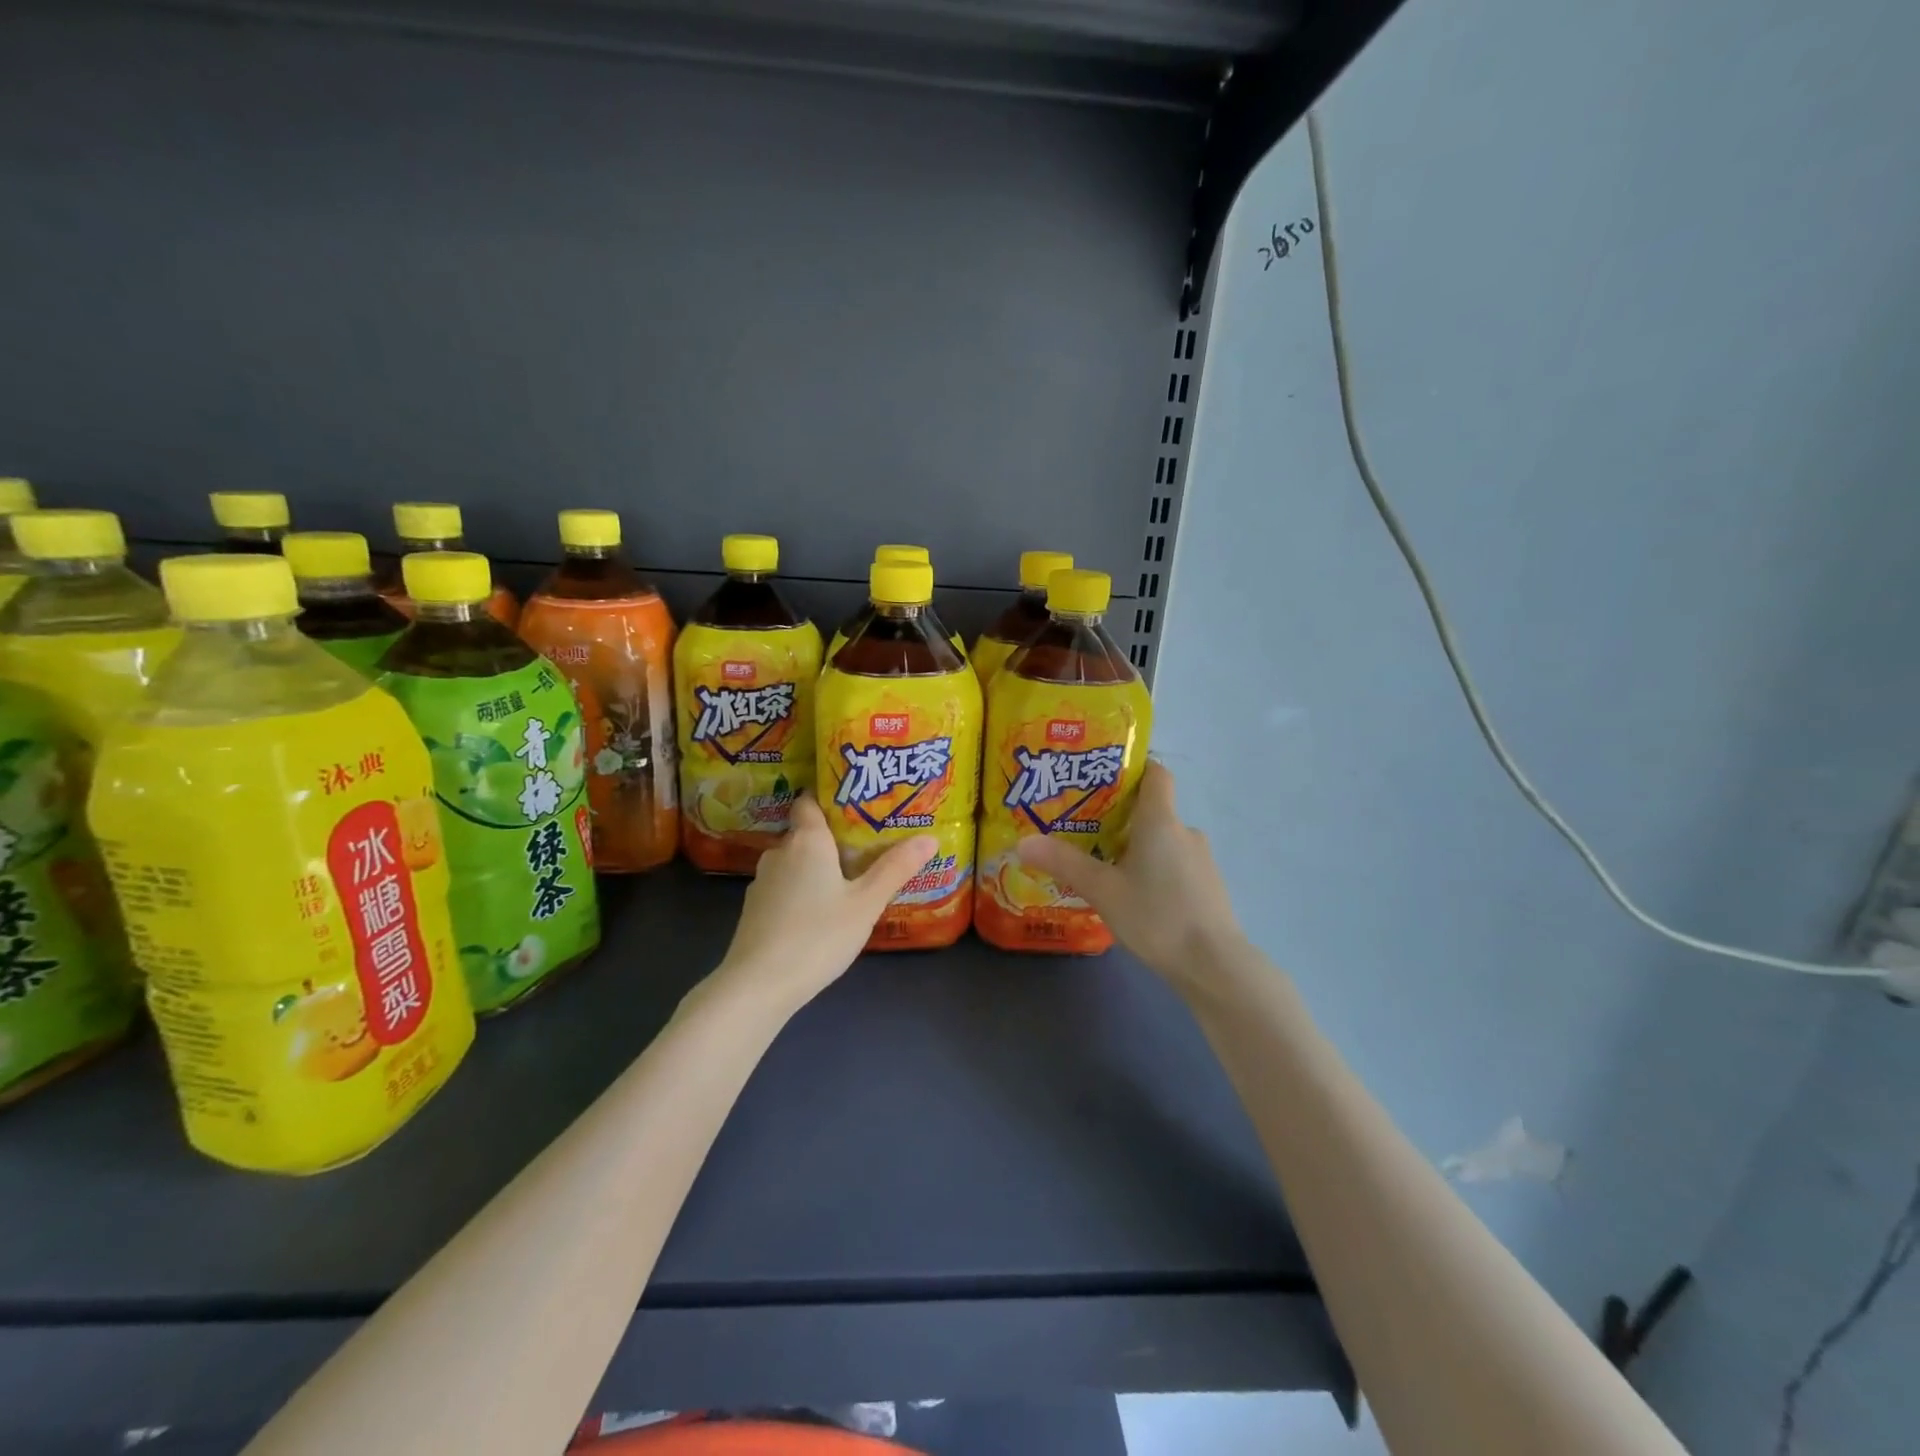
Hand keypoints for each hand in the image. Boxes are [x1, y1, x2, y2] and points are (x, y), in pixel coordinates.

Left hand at [712, 792, 936, 1014]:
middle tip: (865, 845)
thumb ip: (896, 868)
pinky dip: (800, 891)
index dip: (828, 797)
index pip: (809, 801)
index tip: (854, 801)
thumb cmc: (818, 935)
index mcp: (807, 840)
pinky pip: (783, 888)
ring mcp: (762, 882)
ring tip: (846, 879)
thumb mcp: (866, 903)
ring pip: (794, 863)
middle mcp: (780, 852)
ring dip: (815, 867)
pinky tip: (819, 911)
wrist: (758, 985)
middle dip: (831, 837)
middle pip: (805, 833)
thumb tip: (929, 837)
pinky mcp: (753, 910)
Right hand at [1015, 761, 1247, 990]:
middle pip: (1151, 809)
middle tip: (1082, 829)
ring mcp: (1200, 860)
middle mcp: (1185, 831)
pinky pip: (1173, 865)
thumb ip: (1064, 863)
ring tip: (1101, 866)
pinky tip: (1132, 896)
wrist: (1214, 965)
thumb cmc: (1157, 916)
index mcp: (1161, 820)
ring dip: (1134, 848)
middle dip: (1118, 816)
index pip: (1155, 773)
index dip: (1131, 768)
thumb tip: (1022, 842)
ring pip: (1161, 841)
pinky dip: (1152, 870)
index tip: (1100, 778)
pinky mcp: (1206, 887)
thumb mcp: (1103, 890)